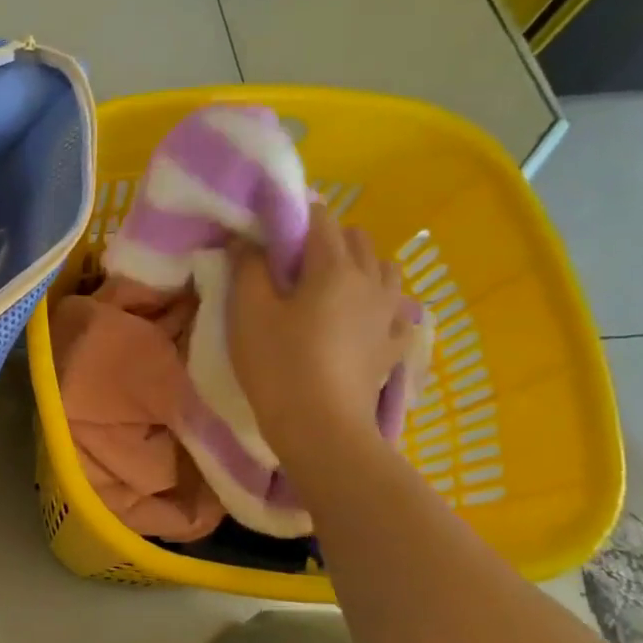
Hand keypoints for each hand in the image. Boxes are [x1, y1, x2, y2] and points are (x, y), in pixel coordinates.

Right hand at [227, 204, 414, 461]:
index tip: (271, 232)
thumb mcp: (247, 311)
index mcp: (334, 266)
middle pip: (357, 238)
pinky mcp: (394, 345)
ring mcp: (389, 314)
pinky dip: (379, 304)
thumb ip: (247, 267)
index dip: (295, 216)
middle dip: (328, 238)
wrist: (319, 426)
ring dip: (359, 266)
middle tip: (293, 263)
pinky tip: (361, 319)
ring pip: (383, 268)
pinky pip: (395, 310)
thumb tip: (248, 240)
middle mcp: (371, 280)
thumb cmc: (277, 363)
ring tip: (329, 288)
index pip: (321, 218)